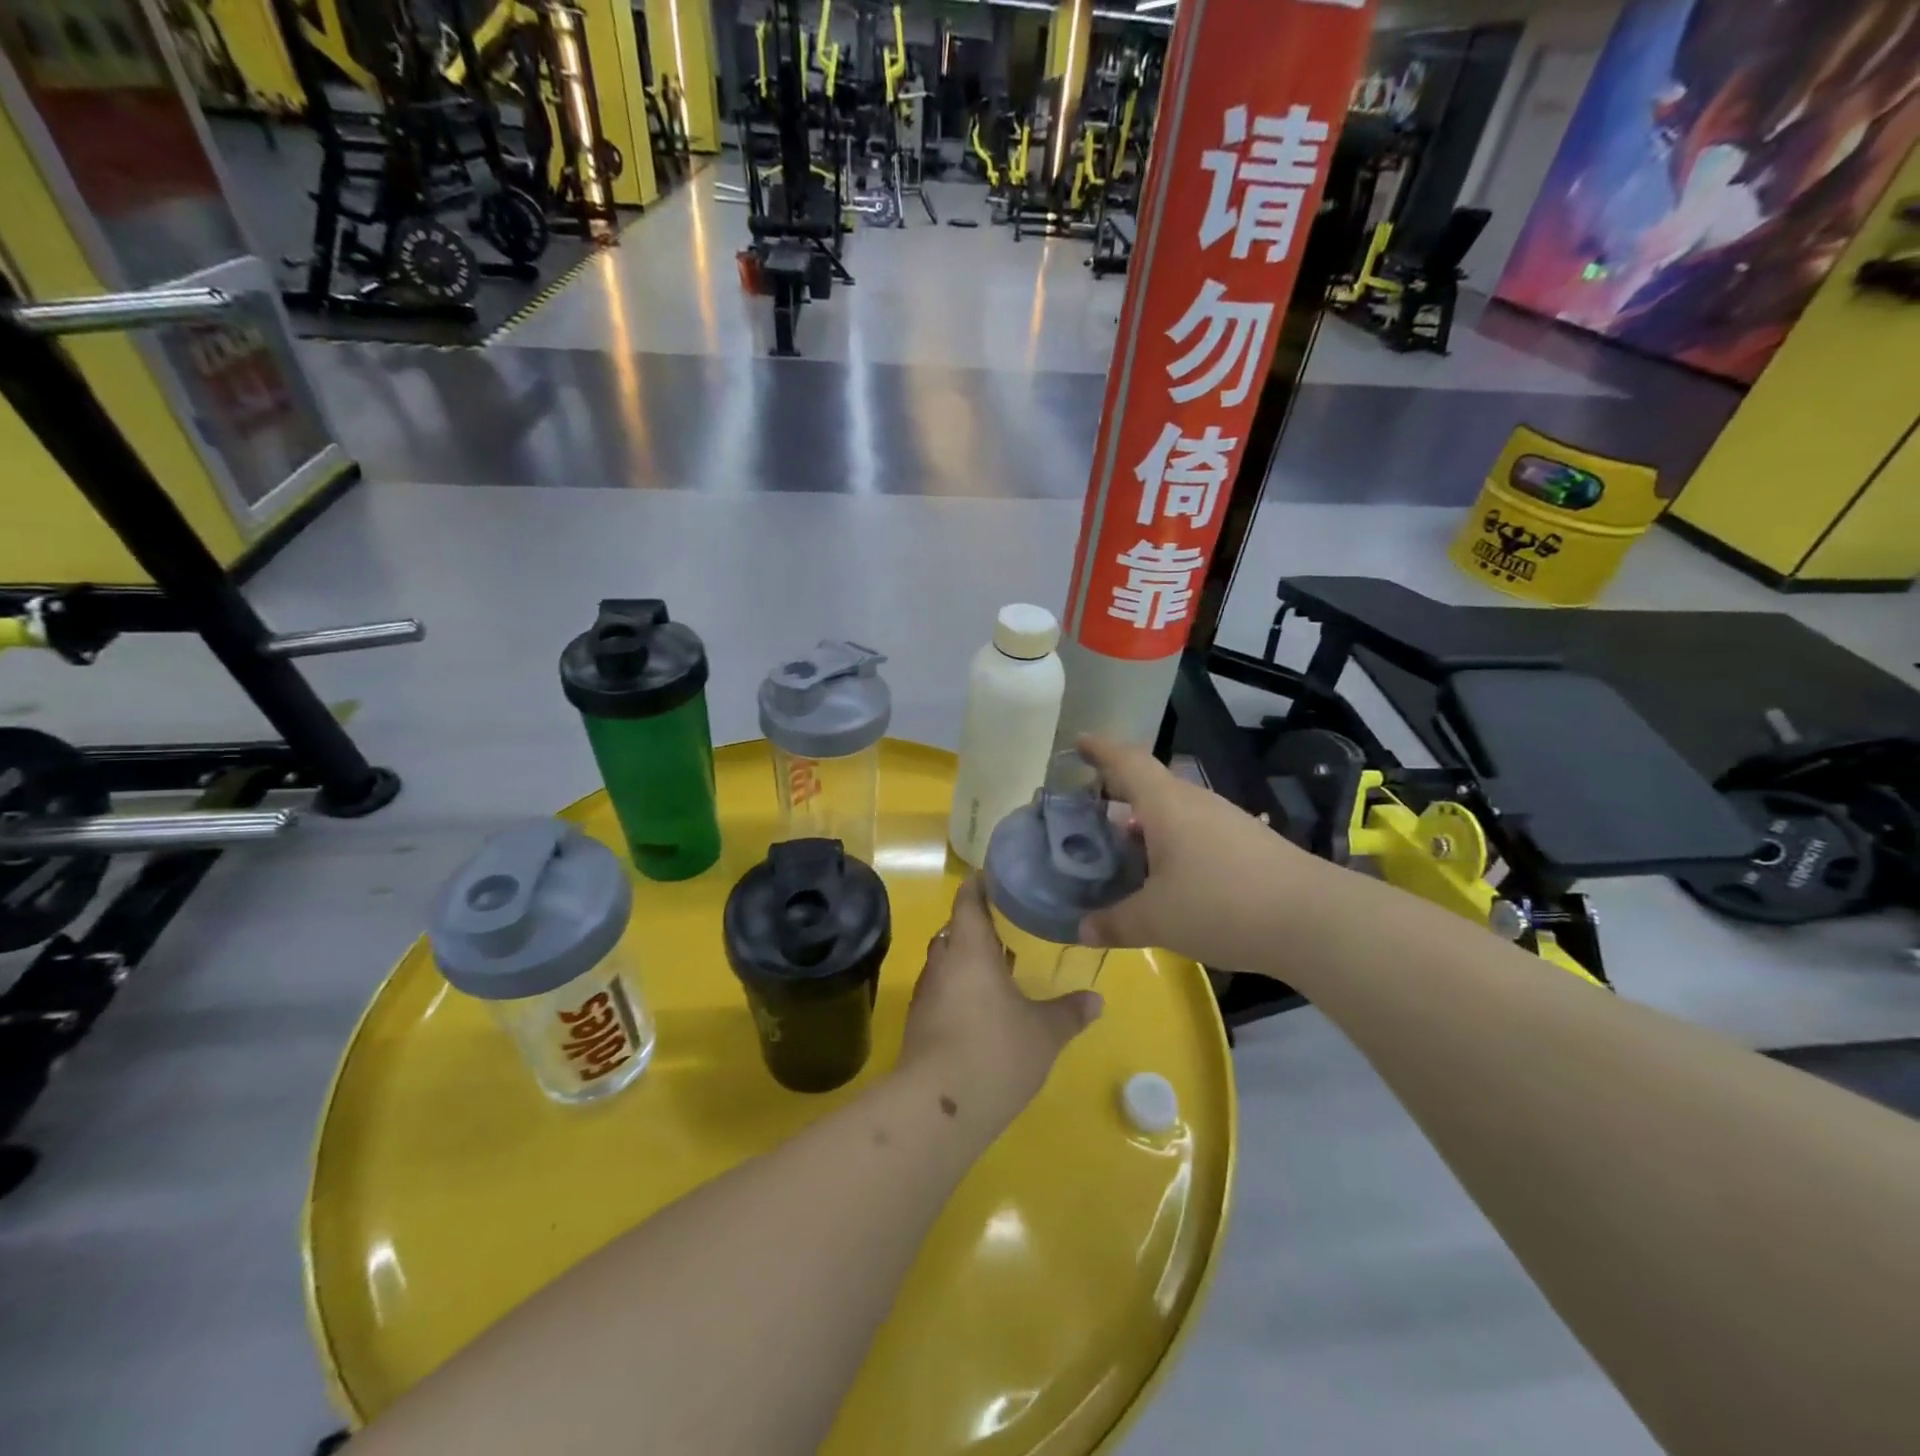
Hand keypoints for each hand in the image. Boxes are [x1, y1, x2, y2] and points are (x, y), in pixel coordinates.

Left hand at [898, 878, 1101, 1135]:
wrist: (938, 1107)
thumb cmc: (996, 1052)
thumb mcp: (1045, 1033)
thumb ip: (1070, 1012)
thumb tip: (1097, 1000)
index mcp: (970, 949)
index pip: (968, 902)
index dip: (978, 886)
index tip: (993, 877)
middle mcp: (942, 963)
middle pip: (954, 931)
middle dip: (976, 927)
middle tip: (1006, 928)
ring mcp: (925, 994)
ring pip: (945, 963)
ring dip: (966, 961)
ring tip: (998, 969)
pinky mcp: (918, 1024)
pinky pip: (939, 991)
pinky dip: (958, 989)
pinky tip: (981, 1009)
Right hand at [1076, 734, 1322, 972]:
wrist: (1314, 920)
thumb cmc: (1221, 905)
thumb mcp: (1156, 920)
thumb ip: (1115, 923)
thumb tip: (1082, 930)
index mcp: (1165, 805)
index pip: (1127, 762)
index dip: (1100, 749)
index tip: (1079, 742)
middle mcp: (1195, 803)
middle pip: (1150, 785)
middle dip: (1119, 793)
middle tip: (1091, 811)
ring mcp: (1227, 821)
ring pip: (1175, 810)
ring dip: (1147, 823)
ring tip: (1124, 848)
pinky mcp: (1248, 844)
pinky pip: (1197, 831)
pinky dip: (1173, 843)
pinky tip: (1169, 875)